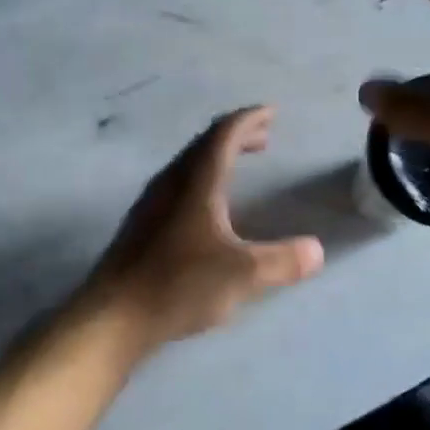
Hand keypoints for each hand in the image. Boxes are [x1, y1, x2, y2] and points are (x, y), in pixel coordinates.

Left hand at [84, 106, 324, 351]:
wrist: (112, 316)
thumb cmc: (179, 285)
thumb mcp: (242, 275)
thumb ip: (283, 261)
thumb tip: (316, 250)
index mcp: (197, 181)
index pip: (224, 133)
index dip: (249, 119)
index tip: (271, 112)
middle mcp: (171, 182)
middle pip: (205, 144)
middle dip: (236, 135)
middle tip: (263, 138)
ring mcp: (151, 203)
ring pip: (188, 164)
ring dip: (217, 157)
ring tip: (240, 165)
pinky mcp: (141, 225)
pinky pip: (177, 184)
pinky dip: (201, 179)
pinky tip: (208, 206)